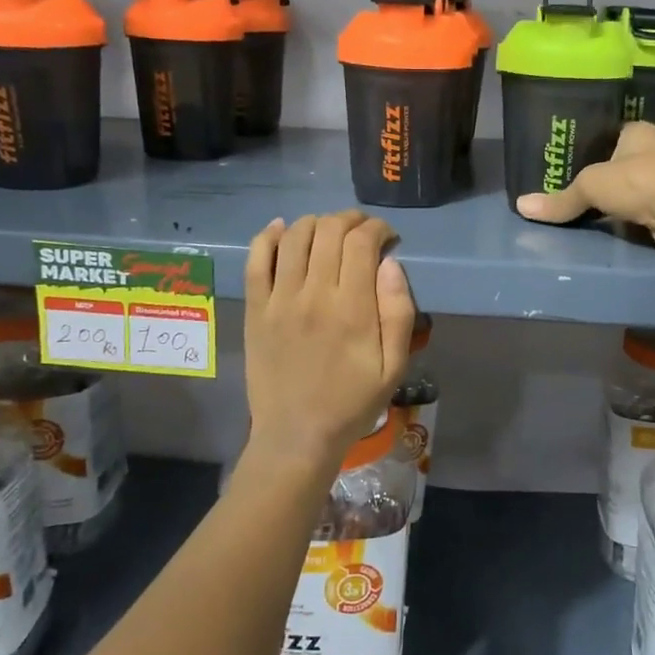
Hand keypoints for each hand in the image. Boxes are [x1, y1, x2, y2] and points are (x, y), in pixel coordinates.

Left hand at [242, 211, 415, 478]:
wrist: (297, 435)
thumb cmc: (352, 402)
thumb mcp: (394, 366)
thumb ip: (398, 312)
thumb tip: (390, 263)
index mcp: (352, 308)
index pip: (362, 242)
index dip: (378, 228)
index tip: (388, 237)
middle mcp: (314, 294)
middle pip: (329, 230)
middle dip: (351, 219)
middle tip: (363, 231)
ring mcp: (279, 300)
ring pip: (295, 236)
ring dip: (316, 222)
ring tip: (330, 231)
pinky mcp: (255, 309)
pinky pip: (256, 260)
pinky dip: (268, 236)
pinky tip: (281, 228)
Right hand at [516, 122, 654, 257]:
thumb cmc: (638, 182)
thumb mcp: (590, 185)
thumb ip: (560, 198)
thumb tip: (520, 207)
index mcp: (639, 130)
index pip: (608, 131)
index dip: (588, 142)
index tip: (565, 155)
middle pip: (619, 159)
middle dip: (599, 172)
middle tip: (566, 181)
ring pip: (630, 184)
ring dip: (614, 195)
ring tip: (582, 203)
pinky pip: (639, 206)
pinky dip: (625, 212)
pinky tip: (607, 220)